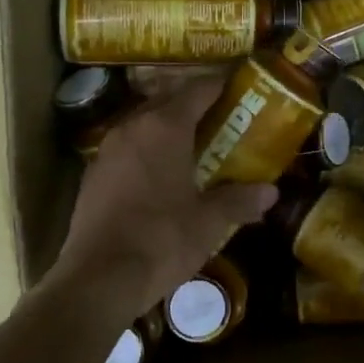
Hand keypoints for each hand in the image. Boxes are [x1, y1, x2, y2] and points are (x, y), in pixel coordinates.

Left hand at [48, 76, 277, 319]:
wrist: (99, 277)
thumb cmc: (161, 240)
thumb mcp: (209, 222)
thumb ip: (239, 201)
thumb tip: (271, 192)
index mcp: (164, 127)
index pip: (197, 90)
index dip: (220, 85)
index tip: (239, 85)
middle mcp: (132, 128)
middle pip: (167, 102)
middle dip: (194, 105)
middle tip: (222, 117)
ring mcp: (106, 151)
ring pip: (143, 125)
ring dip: (167, 129)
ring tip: (193, 144)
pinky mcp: (92, 176)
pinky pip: (126, 150)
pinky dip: (147, 152)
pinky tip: (160, 175)